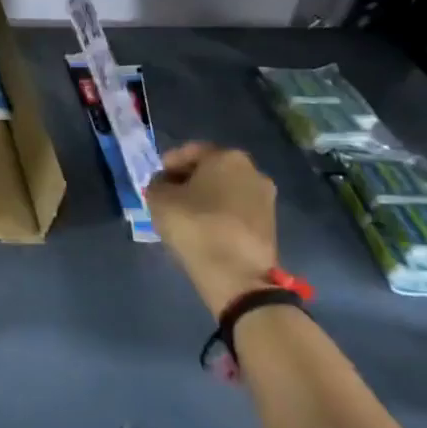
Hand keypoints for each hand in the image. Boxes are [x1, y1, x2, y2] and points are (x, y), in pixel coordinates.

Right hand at [144, 142, 280, 316]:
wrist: (237, 276)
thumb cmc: (195, 226)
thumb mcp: (158, 199)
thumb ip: (157, 183)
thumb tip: (166, 184)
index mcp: (226, 156)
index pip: (189, 151)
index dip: (168, 165)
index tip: (155, 182)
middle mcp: (252, 170)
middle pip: (211, 169)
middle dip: (189, 181)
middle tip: (169, 197)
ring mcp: (265, 198)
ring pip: (225, 190)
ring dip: (206, 198)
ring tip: (186, 216)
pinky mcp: (270, 224)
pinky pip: (237, 210)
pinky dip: (220, 214)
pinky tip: (205, 229)